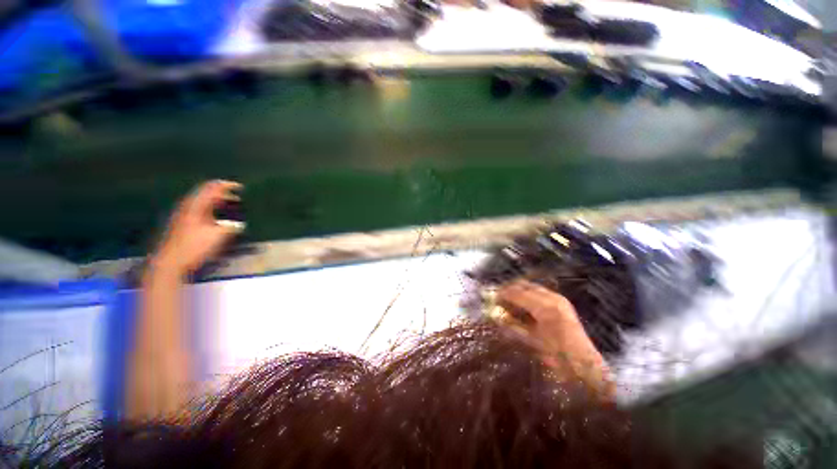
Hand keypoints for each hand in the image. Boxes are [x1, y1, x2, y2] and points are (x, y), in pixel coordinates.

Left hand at [152, 180, 243, 276]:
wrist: (170, 263)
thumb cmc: (195, 247)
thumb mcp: (218, 236)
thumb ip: (231, 227)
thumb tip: (239, 224)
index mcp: (196, 207)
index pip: (211, 189)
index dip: (226, 186)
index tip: (239, 186)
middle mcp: (188, 208)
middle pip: (205, 194)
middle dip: (221, 193)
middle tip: (236, 196)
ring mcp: (182, 216)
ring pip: (201, 202)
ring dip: (215, 201)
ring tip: (228, 204)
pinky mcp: (181, 225)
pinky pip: (198, 210)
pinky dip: (210, 209)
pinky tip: (215, 217)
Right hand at [497, 280, 612, 396]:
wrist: (585, 369)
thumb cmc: (557, 357)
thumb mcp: (531, 341)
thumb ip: (513, 327)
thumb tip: (496, 316)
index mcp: (545, 307)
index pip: (518, 293)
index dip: (503, 294)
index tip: (492, 297)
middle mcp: (552, 298)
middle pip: (525, 285)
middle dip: (510, 289)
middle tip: (498, 297)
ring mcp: (558, 300)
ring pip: (533, 288)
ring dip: (518, 291)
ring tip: (507, 300)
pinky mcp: (562, 304)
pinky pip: (541, 294)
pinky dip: (529, 296)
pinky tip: (522, 305)